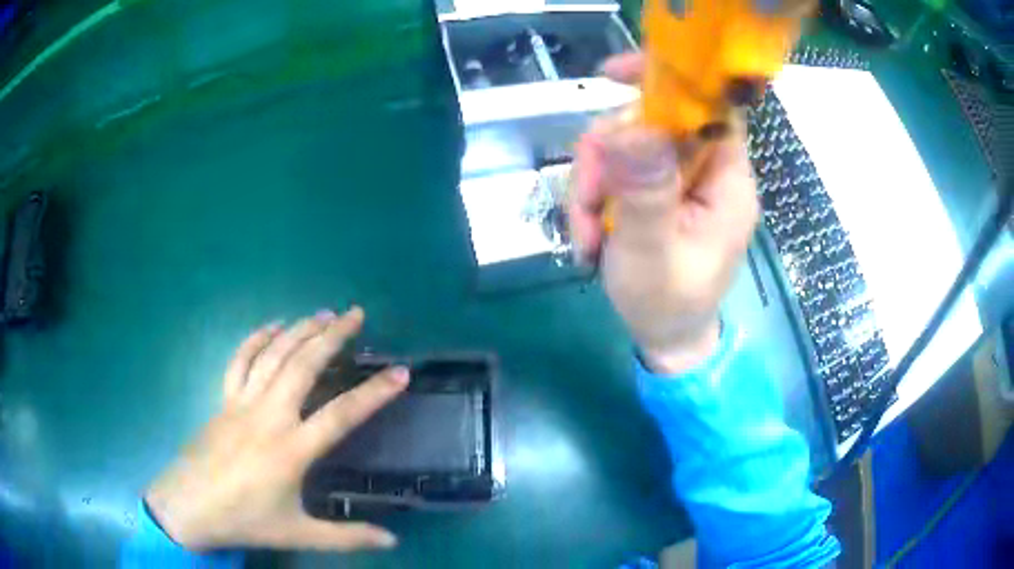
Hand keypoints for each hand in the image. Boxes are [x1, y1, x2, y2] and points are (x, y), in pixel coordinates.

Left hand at [145, 307, 407, 551]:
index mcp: (290, 450)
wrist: (189, 506)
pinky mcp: (224, 400)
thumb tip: (393, 541)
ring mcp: (242, 403)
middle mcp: (268, 416)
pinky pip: (240, 360)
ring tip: (323, 313)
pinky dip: (257, 337)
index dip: (373, 393)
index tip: (400, 373)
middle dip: (332, 336)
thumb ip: (347, 537)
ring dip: (299, 329)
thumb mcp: (298, 534)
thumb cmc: (244, 520)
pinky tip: (272, 326)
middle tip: (356, 314)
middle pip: (303, 365)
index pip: (341, 415)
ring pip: (273, 354)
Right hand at [569, 53, 758, 373]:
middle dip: (606, 154)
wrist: (665, 339)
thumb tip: (633, 126)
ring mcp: (679, 180)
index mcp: (727, 180)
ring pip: (624, 145)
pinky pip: (617, 170)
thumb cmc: (668, 304)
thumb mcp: (652, 252)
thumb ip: (645, 191)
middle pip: (651, 121)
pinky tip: (589, 236)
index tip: (612, 75)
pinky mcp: (658, 192)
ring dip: (592, 183)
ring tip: (585, 234)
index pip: (709, 104)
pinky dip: (593, 198)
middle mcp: (706, 171)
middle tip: (586, 199)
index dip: (668, 80)